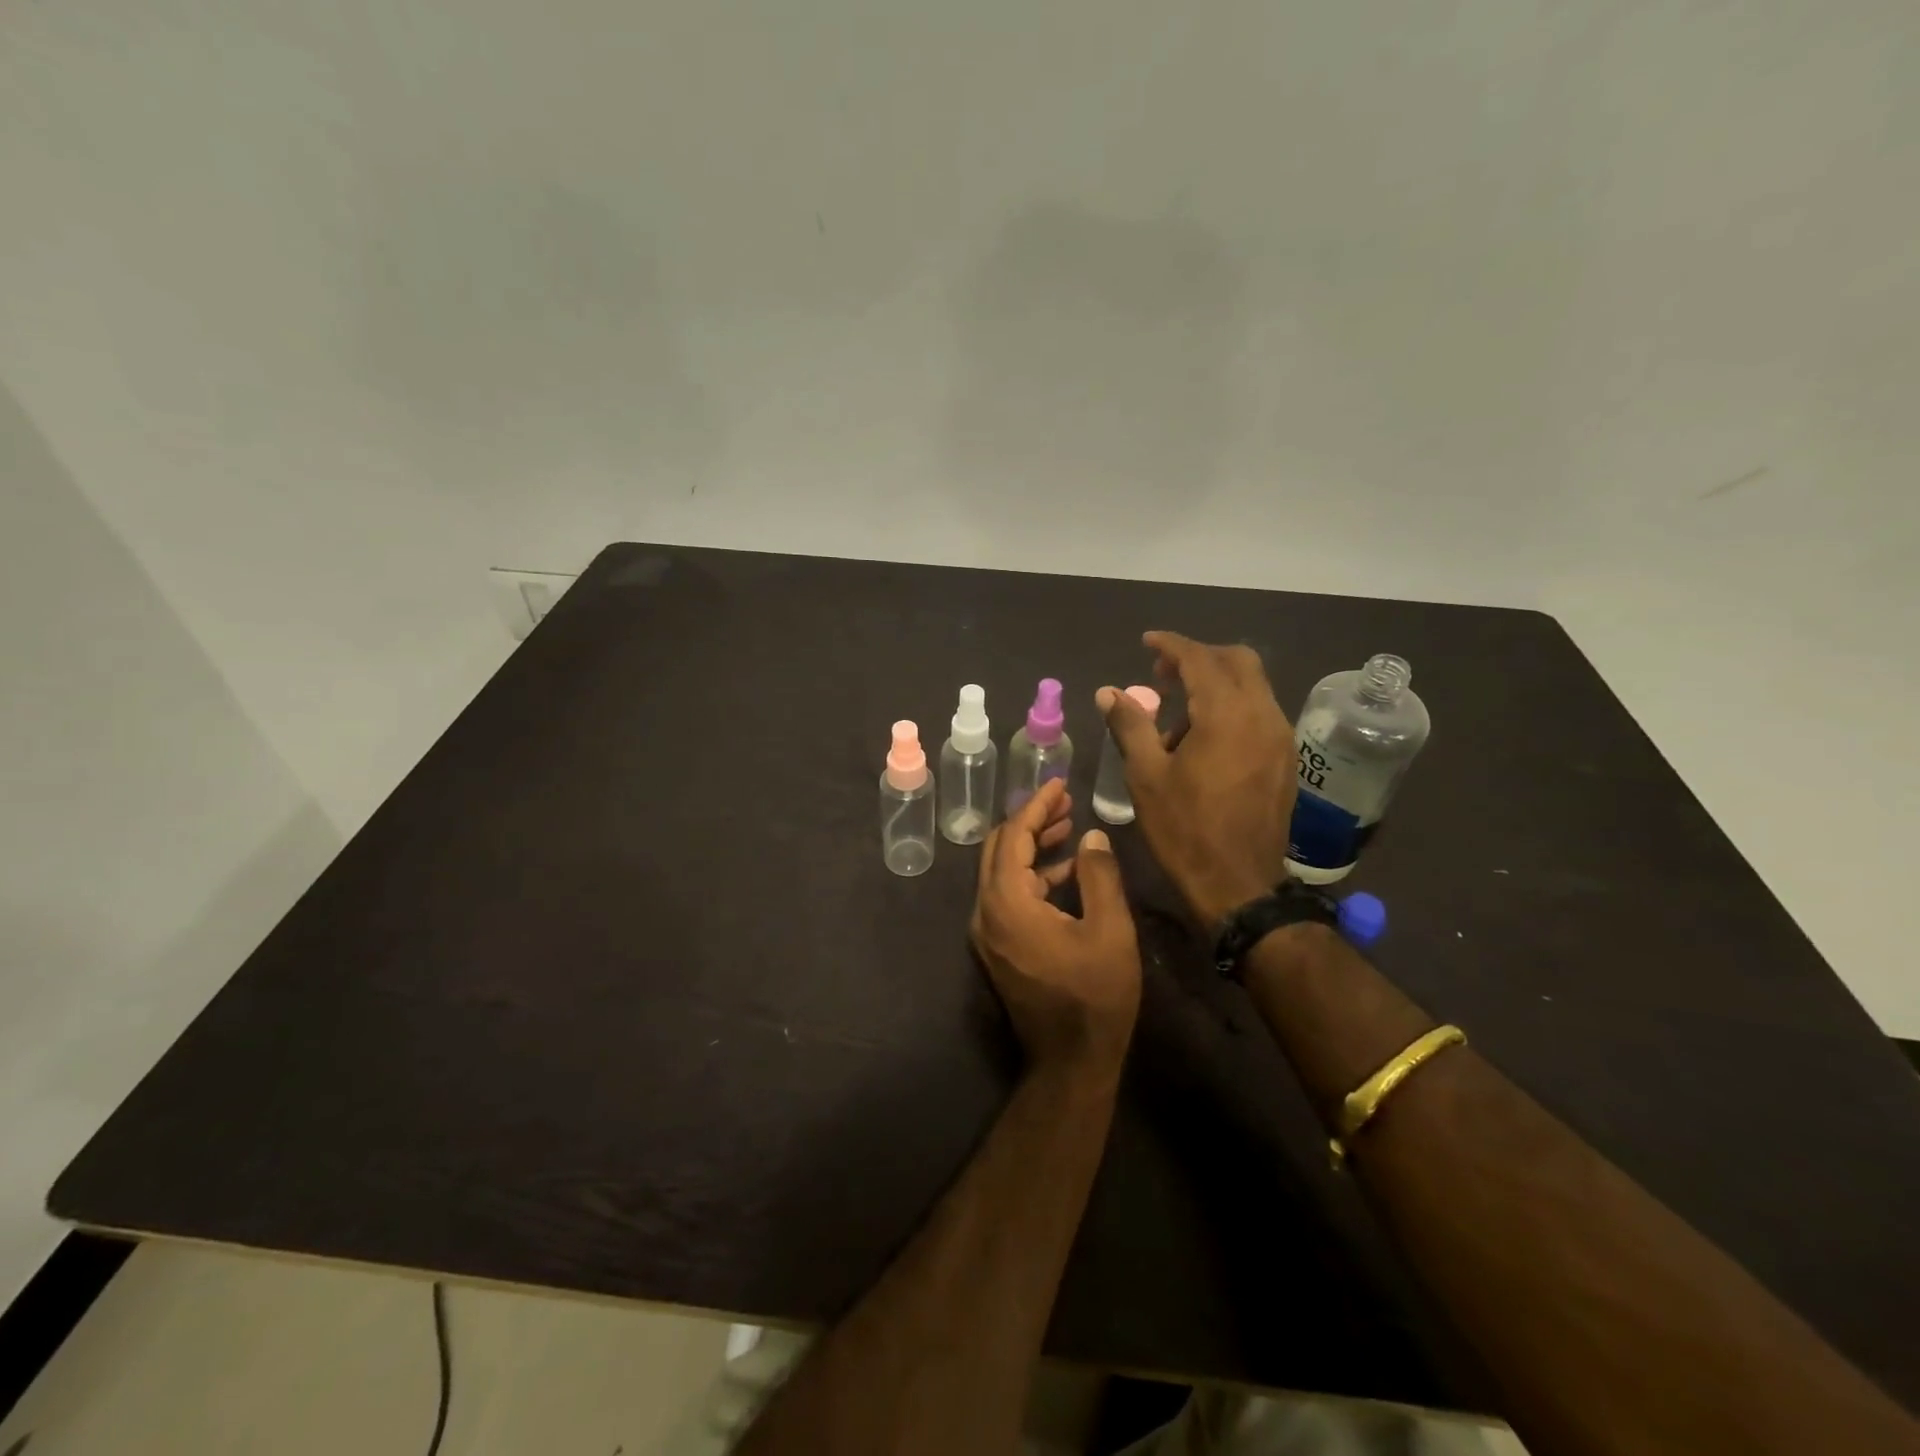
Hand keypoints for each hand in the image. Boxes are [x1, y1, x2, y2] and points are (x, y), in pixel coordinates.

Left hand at [970, 778, 1141, 1084]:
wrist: (1070, 1062)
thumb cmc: (1095, 996)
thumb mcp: (1110, 931)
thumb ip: (1099, 875)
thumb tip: (1091, 836)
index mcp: (1006, 902)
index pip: (1013, 836)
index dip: (1036, 806)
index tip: (1059, 784)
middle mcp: (985, 912)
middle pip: (999, 849)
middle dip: (1030, 822)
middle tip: (1065, 804)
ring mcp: (987, 932)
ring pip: (1002, 872)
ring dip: (1032, 848)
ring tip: (1069, 829)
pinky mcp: (997, 947)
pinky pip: (1007, 896)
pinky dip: (1032, 876)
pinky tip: (1065, 873)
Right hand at [1098, 631, 1295, 923]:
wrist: (1239, 885)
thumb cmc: (1185, 829)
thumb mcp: (1146, 776)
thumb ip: (1130, 725)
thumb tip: (1109, 692)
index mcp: (1227, 715)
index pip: (1200, 658)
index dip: (1170, 644)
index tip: (1146, 642)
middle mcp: (1263, 715)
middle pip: (1238, 661)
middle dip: (1199, 656)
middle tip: (1163, 673)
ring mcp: (1280, 737)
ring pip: (1253, 686)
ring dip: (1216, 684)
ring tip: (1178, 715)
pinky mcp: (1285, 759)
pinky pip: (1259, 712)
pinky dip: (1232, 707)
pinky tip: (1204, 739)